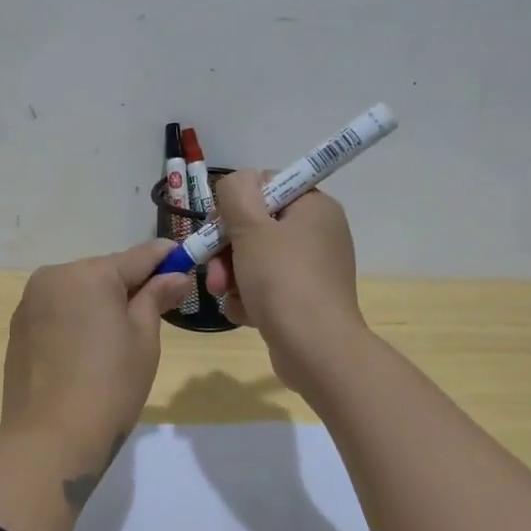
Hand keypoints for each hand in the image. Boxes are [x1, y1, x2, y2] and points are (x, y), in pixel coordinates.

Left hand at [1, 239, 193, 458]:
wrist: (51, 439)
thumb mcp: (144, 340)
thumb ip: (156, 298)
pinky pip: (57, 312)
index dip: (166, 258)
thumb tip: (175, 276)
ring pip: (78, 291)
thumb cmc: (110, 386)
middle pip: (104, 272)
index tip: (185, 260)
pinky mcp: (17, 329)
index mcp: (89, 274)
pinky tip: (86, 352)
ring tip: (117, 339)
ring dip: (99, 303)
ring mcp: (29, 303)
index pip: (138, 256)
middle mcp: (54, 277)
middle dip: (130, 286)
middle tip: (156, 310)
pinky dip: (75, 320)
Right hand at [203, 170, 365, 389]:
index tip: (218, 227)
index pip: (266, 186)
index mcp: (314, 207)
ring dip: (231, 276)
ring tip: (223, 295)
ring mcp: (311, 269)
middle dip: (226, 249)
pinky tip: (244, 313)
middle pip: (256, 226)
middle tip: (213, 271)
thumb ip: (236, 192)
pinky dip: (249, 298)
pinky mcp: (303, 300)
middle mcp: (317, 233)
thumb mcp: (251, 226)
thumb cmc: (282, 279)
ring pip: (254, 259)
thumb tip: (238, 181)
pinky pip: (265, 287)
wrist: (314, 349)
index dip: (236, 204)